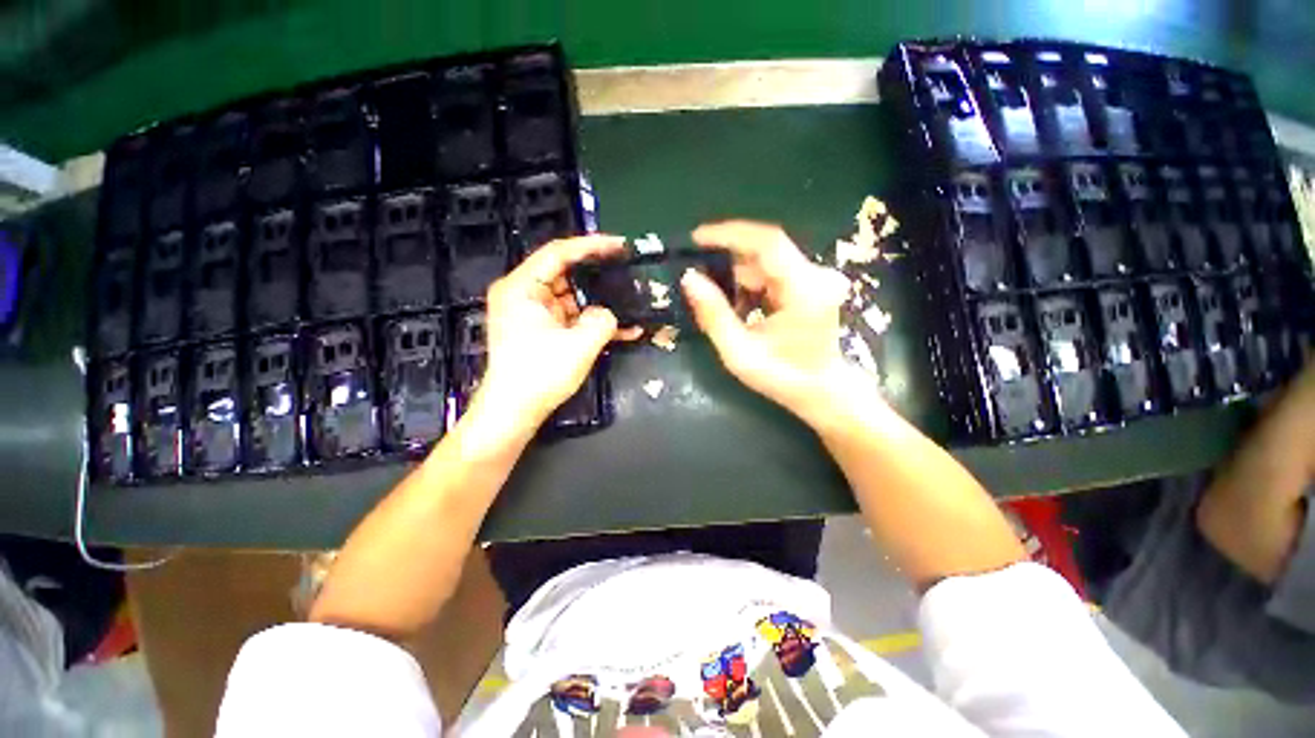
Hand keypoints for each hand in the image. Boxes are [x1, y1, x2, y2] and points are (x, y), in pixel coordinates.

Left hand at [477, 235, 639, 430]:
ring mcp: (534, 315)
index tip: (620, 245)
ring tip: (632, 302)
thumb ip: (602, 320)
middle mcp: (524, 295)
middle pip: (566, 275)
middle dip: (599, 276)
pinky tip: (624, 330)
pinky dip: (593, 324)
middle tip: (628, 272)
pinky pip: (572, 319)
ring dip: (601, 305)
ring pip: (573, 299)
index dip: (591, 246)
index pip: (558, 253)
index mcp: (522, 288)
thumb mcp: (579, 345)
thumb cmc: (540, 374)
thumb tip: (606, 314)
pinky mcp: (543, 332)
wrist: (514, 413)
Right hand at [681, 220, 857, 421]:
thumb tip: (689, 278)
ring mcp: (816, 278)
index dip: (730, 234)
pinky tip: (741, 306)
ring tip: (720, 302)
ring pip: (767, 261)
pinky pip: (773, 272)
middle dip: (729, 260)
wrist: (822, 391)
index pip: (767, 243)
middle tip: (700, 276)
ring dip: (739, 276)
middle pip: (765, 251)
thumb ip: (714, 315)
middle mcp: (815, 276)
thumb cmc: (782, 377)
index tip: (697, 238)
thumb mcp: (739, 353)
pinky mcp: (811, 284)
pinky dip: (751, 283)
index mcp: (804, 290)